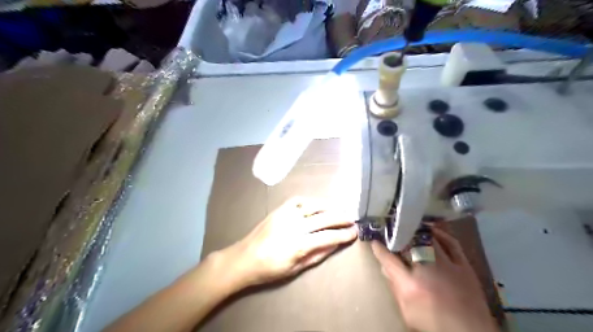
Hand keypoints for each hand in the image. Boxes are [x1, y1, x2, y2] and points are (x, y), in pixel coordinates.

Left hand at [217, 197, 355, 289]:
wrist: (245, 258)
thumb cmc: (270, 269)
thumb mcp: (296, 268)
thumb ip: (317, 255)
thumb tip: (335, 244)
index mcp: (299, 244)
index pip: (329, 236)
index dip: (344, 234)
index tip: (355, 232)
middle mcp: (295, 225)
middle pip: (325, 217)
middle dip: (341, 218)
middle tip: (352, 219)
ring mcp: (287, 214)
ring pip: (314, 205)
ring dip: (330, 206)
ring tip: (340, 209)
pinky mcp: (279, 209)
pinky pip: (299, 200)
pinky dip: (311, 201)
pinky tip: (318, 205)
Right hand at [372, 227, 496, 331]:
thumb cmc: (434, 324)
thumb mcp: (407, 311)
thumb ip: (395, 288)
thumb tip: (384, 268)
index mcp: (411, 285)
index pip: (388, 260)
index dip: (379, 248)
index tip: (374, 241)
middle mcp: (427, 270)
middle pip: (408, 245)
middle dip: (398, 236)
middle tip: (392, 230)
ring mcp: (447, 265)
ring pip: (428, 240)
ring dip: (417, 232)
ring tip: (409, 227)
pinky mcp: (464, 265)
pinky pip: (452, 243)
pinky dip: (441, 235)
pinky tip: (432, 231)